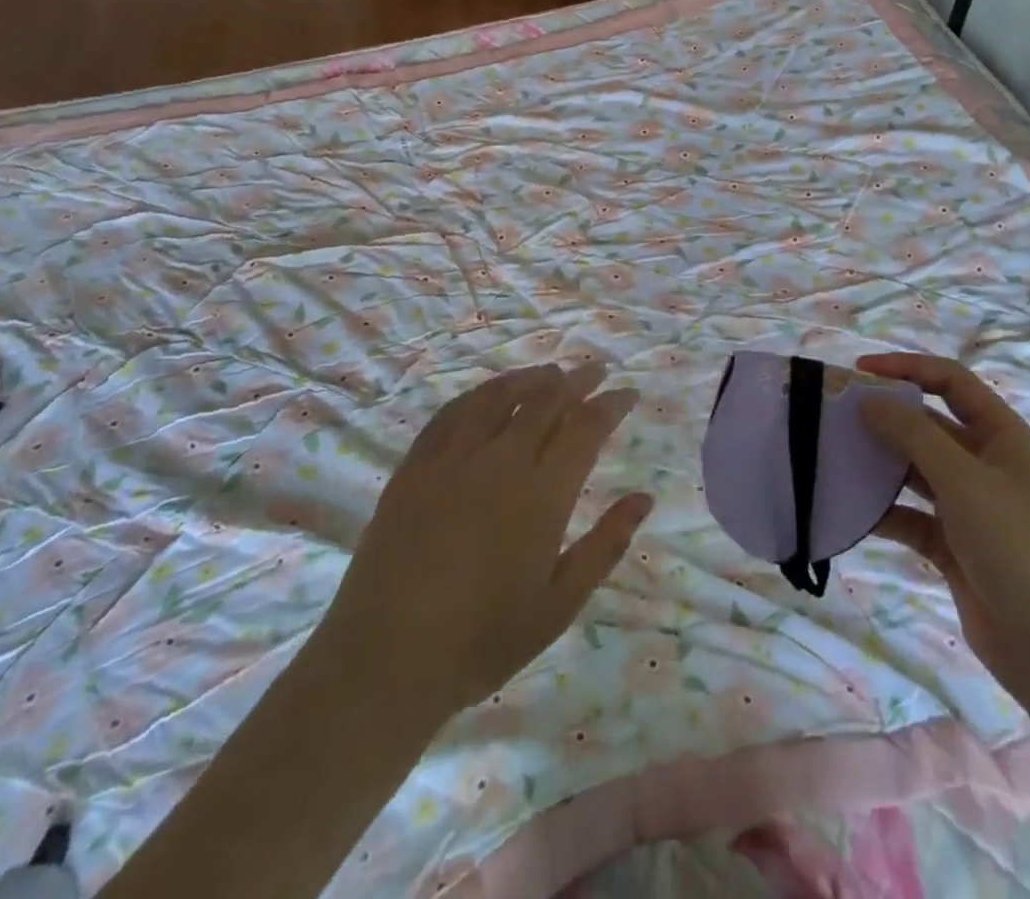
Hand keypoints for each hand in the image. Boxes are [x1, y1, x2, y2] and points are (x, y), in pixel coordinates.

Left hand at [327, 363, 652, 725]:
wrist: (385, 660)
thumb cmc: (483, 640)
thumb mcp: (559, 604)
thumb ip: (606, 545)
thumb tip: (644, 498)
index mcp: (541, 494)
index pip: (585, 428)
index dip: (611, 405)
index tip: (629, 394)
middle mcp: (500, 461)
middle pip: (545, 401)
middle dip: (577, 381)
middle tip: (595, 371)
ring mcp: (452, 459)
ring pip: (498, 396)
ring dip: (529, 378)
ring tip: (549, 373)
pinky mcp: (415, 466)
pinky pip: (451, 412)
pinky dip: (478, 395)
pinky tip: (488, 395)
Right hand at [858, 352, 1029, 708]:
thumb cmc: (1017, 547)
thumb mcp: (964, 481)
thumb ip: (914, 435)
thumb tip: (869, 400)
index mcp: (1000, 435)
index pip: (949, 381)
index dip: (906, 368)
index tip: (859, 372)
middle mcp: (984, 463)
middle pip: (927, 424)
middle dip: (885, 417)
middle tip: (836, 416)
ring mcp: (968, 505)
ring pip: (914, 469)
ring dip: (879, 463)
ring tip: (834, 456)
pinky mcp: (952, 544)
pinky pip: (909, 515)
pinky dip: (883, 511)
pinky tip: (850, 511)